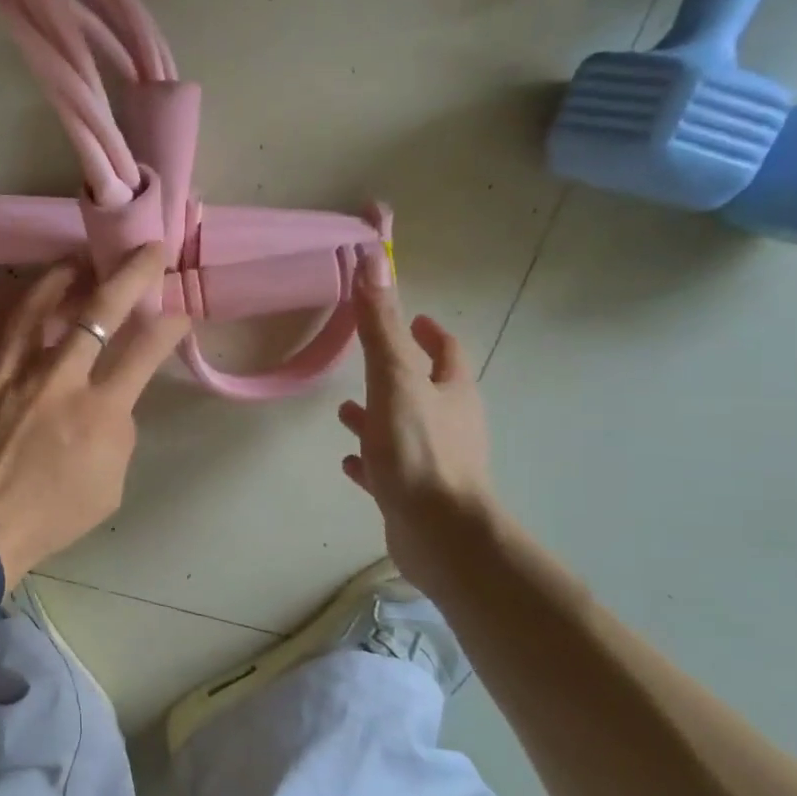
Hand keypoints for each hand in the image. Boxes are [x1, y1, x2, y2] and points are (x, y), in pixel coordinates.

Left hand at [0, 244, 190, 585]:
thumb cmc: (48, 516)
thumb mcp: (109, 487)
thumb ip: (118, 433)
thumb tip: (113, 399)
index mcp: (99, 413)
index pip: (144, 351)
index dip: (168, 324)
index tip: (177, 312)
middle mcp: (58, 379)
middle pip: (99, 309)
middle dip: (131, 273)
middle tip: (146, 250)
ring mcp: (12, 370)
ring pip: (40, 302)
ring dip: (66, 273)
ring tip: (80, 259)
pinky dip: (18, 300)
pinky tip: (28, 290)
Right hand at [339, 265, 496, 574]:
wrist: (440, 534)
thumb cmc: (419, 451)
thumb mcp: (395, 380)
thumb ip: (380, 327)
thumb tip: (373, 261)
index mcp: (452, 391)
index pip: (446, 351)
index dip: (430, 331)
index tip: (414, 318)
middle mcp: (450, 423)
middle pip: (426, 390)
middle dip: (398, 374)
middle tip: (370, 362)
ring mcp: (435, 462)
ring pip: (404, 430)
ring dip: (379, 418)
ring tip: (344, 413)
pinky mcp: (416, 495)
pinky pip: (391, 470)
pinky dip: (371, 460)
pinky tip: (349, 462)